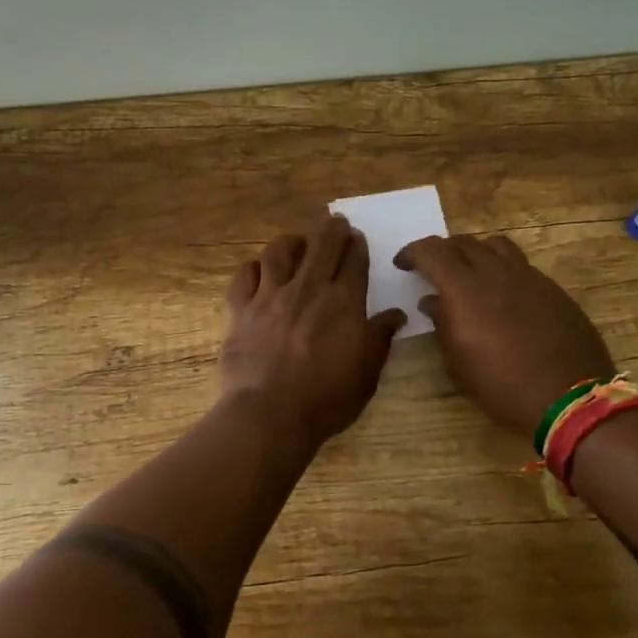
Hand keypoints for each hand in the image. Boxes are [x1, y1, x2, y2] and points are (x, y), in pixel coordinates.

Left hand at [220, 215, 403, 443]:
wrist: (269, 414)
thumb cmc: (326, 399)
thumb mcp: (366, 374)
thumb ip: (380, 338)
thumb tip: (396, 314)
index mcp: (343, 303)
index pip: (354, 261)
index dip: (357, 245)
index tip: (357, 237)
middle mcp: (307, 289)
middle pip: (321, 245)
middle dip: (331, 229)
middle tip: (334, 223)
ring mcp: (270, 296)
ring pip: (279, 252)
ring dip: (291, 242)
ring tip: (296, 242)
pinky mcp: (240, 309)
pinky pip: (244, 275)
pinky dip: (254, 268)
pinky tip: (259, 271)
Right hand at [395, 234, 614, 434]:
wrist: (569, 397)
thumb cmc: (502, 385)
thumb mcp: (458, 364)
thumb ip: (442, 325)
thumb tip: (432, 302)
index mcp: (464, 288)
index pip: (431, 250)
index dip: (412, 252)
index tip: (403, 264)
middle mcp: (495, 271)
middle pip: (462, 242)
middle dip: (442, 252)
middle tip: (433, 271)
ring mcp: (528, 276)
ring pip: (495, 246)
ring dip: (475, 253)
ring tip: (470, 274)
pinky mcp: (551, 288)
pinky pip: (520, 265)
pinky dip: (502, 270)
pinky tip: (502, 296)